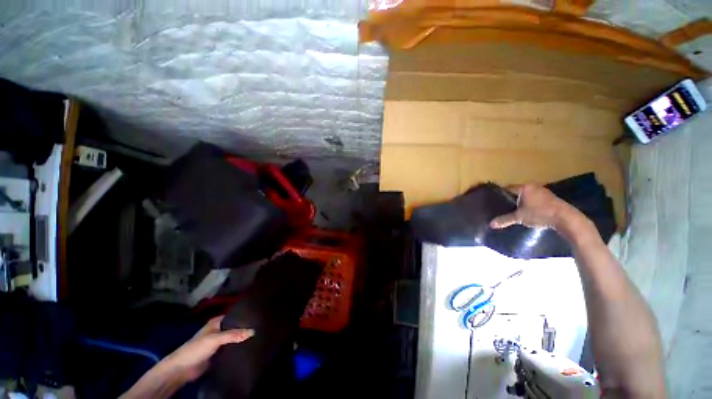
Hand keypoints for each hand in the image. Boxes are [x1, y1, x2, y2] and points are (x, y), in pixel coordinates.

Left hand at [160, 316, 253, 381]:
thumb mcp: (216, 338)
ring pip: (233, 338)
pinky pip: (231, 348)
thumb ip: (234, 335)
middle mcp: (218, 330)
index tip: (258, 314)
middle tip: (261, 325)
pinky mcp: (218, 353)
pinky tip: (248, 347)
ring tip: (259, 335)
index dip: (244, 315)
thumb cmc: (197, 348)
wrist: (182, 369)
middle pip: (234, 327)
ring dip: (242, 338)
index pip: (234, 315)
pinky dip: (238, 348)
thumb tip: (253, 331)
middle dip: (245, 327)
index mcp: (216, 322)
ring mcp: (218, 342)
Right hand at [489, 184, 575, 229]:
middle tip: (502, 207)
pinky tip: (526, 211)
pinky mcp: (549, 197)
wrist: (565, 218)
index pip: (507, 188)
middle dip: (510, 199)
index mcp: (524, 187)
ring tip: (513, 210)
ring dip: (521, 202)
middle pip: (516, 192)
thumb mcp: (520, 217)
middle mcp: (533, 186)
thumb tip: (491, 225)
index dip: (500, 195)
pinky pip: (534, 198)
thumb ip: (505, 220)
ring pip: (526, 195)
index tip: (494, 201)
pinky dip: (529, 204)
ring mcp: (542, 191)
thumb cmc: (540, 213)